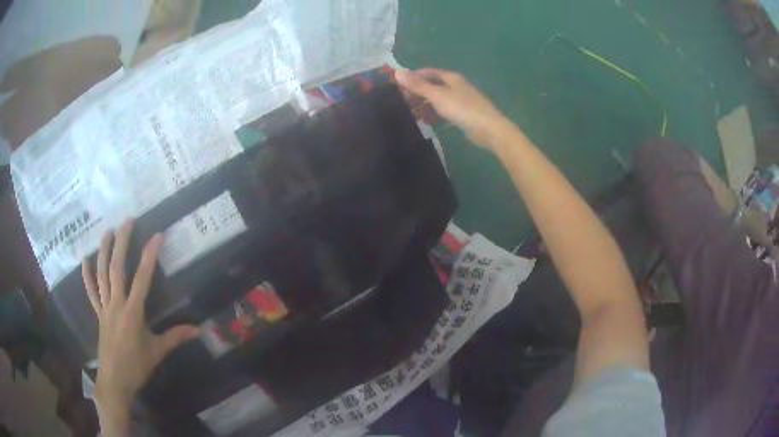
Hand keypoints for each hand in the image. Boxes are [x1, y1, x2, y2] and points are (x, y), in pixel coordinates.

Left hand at [82, 219, 199, 433]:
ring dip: (104, 251)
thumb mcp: (157, 352)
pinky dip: (87, 275)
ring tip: (108, 231)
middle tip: (127, 221)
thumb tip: (199, 329)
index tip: (157, 235)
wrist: (114, 380)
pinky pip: (91, 292)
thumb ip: (176, 337)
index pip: (142, 278)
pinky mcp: (98, 313)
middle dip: (122, 242)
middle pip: (117, 268)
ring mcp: (105, 307)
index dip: (149, 255)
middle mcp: (116, 304)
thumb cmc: (136, 366)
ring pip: (102, 274)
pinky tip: (84, 260)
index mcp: (132, 312)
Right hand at [395, 68, 513, 148]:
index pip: (428, 72)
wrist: (488, 129)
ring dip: (425, 104)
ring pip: (438, 99)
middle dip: (418, 92)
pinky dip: (434, 113)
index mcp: (451, 78)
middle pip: (433, 85)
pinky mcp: (464, 114)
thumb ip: (417, 85)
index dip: (413, 76)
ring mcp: (461, 100)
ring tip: (411, 113)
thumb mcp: (437, 95)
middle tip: (402, 101)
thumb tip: (397, 72)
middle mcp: (456, 86)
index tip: (398, 85)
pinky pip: (445, 110)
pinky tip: (427, 121)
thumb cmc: (462, 108)